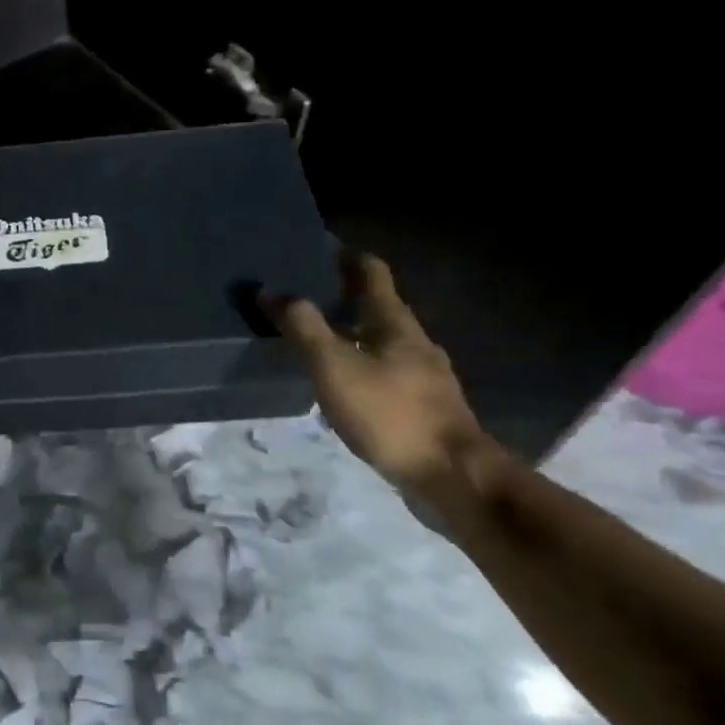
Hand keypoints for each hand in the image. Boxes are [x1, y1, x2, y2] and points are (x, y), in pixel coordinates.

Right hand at [264, 252, 493, 498]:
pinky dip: (361, 365)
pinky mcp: (424, 406)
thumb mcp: (334, 367)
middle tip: (304, 296)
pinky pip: (386, 371)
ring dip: (352, 333)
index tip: (319, 248)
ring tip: (316, 339)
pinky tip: (343, 384)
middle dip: (343, 297)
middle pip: (378, 307)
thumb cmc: (390, 412)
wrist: (451, 476)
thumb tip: (272, 291)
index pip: (372, 273)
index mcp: (395, 323)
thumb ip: (303, 328)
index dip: (346, 257)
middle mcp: (414, 341)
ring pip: (382, 341)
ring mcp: (424, 375)